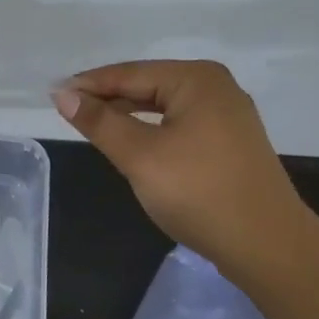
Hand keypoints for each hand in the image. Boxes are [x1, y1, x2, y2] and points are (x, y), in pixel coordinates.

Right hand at [51, 59, 313, 275]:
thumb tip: (63, 94)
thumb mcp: (139, 155)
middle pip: (148, 85)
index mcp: (196, 80)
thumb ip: (100, 122)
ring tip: (93, 125)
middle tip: (68, 110)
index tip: (53, 94)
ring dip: (128, 114)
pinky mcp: (230, 142)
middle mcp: (216, 88)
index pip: (130, 73)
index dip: (89, 84)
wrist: (266, 244)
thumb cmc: (198, 192)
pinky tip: (133, 143)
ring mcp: (227, 116)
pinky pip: (179, 124)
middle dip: (108, 97)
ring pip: (163, 106)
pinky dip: (151, 129)